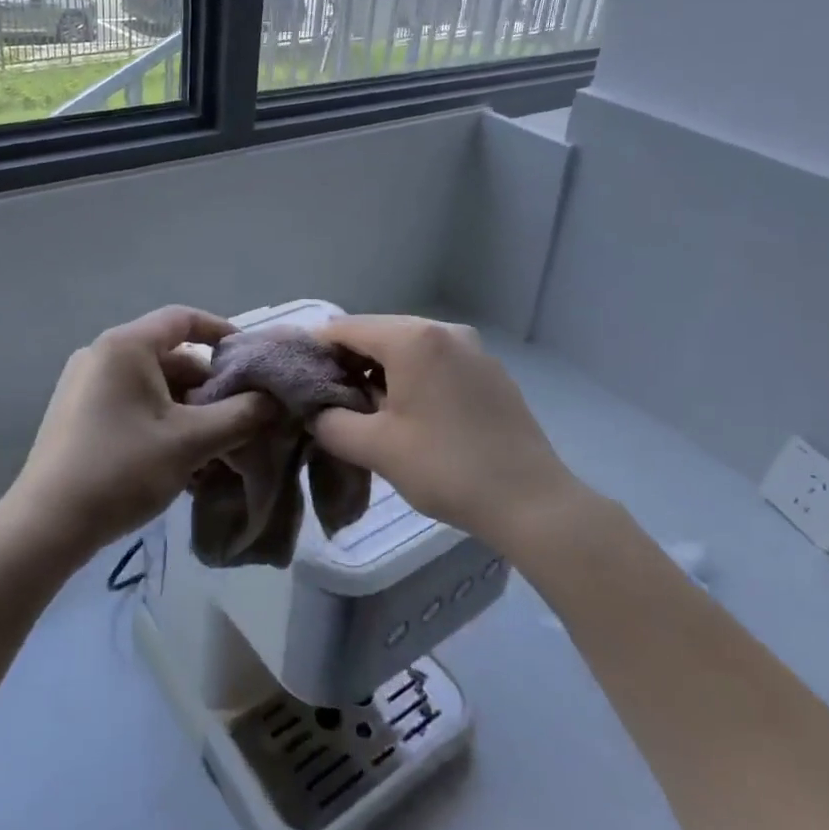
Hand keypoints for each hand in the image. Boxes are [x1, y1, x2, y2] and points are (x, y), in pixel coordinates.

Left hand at [4, 307, 277, 560]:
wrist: (46, 527)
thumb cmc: (122, 469)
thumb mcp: (191, 441)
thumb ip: (241, 415)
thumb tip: (275, 400)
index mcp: (125, 346)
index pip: (183, 319)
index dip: (222, 332)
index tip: (251, 359)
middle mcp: (102, 355)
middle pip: (171, 357)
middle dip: (209, 387)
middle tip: (239, 418)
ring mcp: (86, 386)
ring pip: (154, 387)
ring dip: (189, 412)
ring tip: (215, 449)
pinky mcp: (78, 415)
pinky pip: (133, 405)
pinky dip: (162, 423)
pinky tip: (182, 462)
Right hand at [309, 316, 575, 551]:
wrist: (530, 500)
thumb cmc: (446, 468)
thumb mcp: (377, 448)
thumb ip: (331, 423)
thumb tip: (316, 413)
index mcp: (413, 339)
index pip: (347, 328)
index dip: (317, 350)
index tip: (298, 378)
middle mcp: (444, 330)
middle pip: (380, 333)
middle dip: (350, 362)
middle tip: (329, 399)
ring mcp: (473, 349)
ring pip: (410, 348)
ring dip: (382, 371)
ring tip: (367, 410)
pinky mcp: (491, 371)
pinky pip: (438, 362)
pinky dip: (415, 377)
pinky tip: (411, 414)